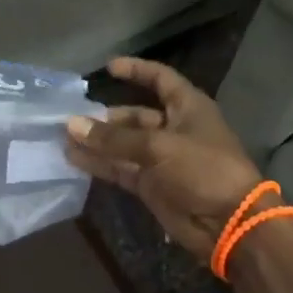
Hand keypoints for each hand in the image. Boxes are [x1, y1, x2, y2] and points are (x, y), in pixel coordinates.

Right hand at [64, 56, 262, 263]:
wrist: (228, 224)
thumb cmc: (202, 169)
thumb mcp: (158, 147)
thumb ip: (114, 138)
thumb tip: (72, 124)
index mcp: (187, 107)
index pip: (160, 79)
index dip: (136, 70)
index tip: (108, 68)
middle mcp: (173, 128)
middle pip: (134, 115)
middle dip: (104, 117)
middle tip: (71, 118)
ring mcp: (161, 159)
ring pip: (123, 144)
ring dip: (97, 142)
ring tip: (64, 138)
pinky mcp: (151, 184)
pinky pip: (121, 168)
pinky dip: (100, 164)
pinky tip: (74, 159)